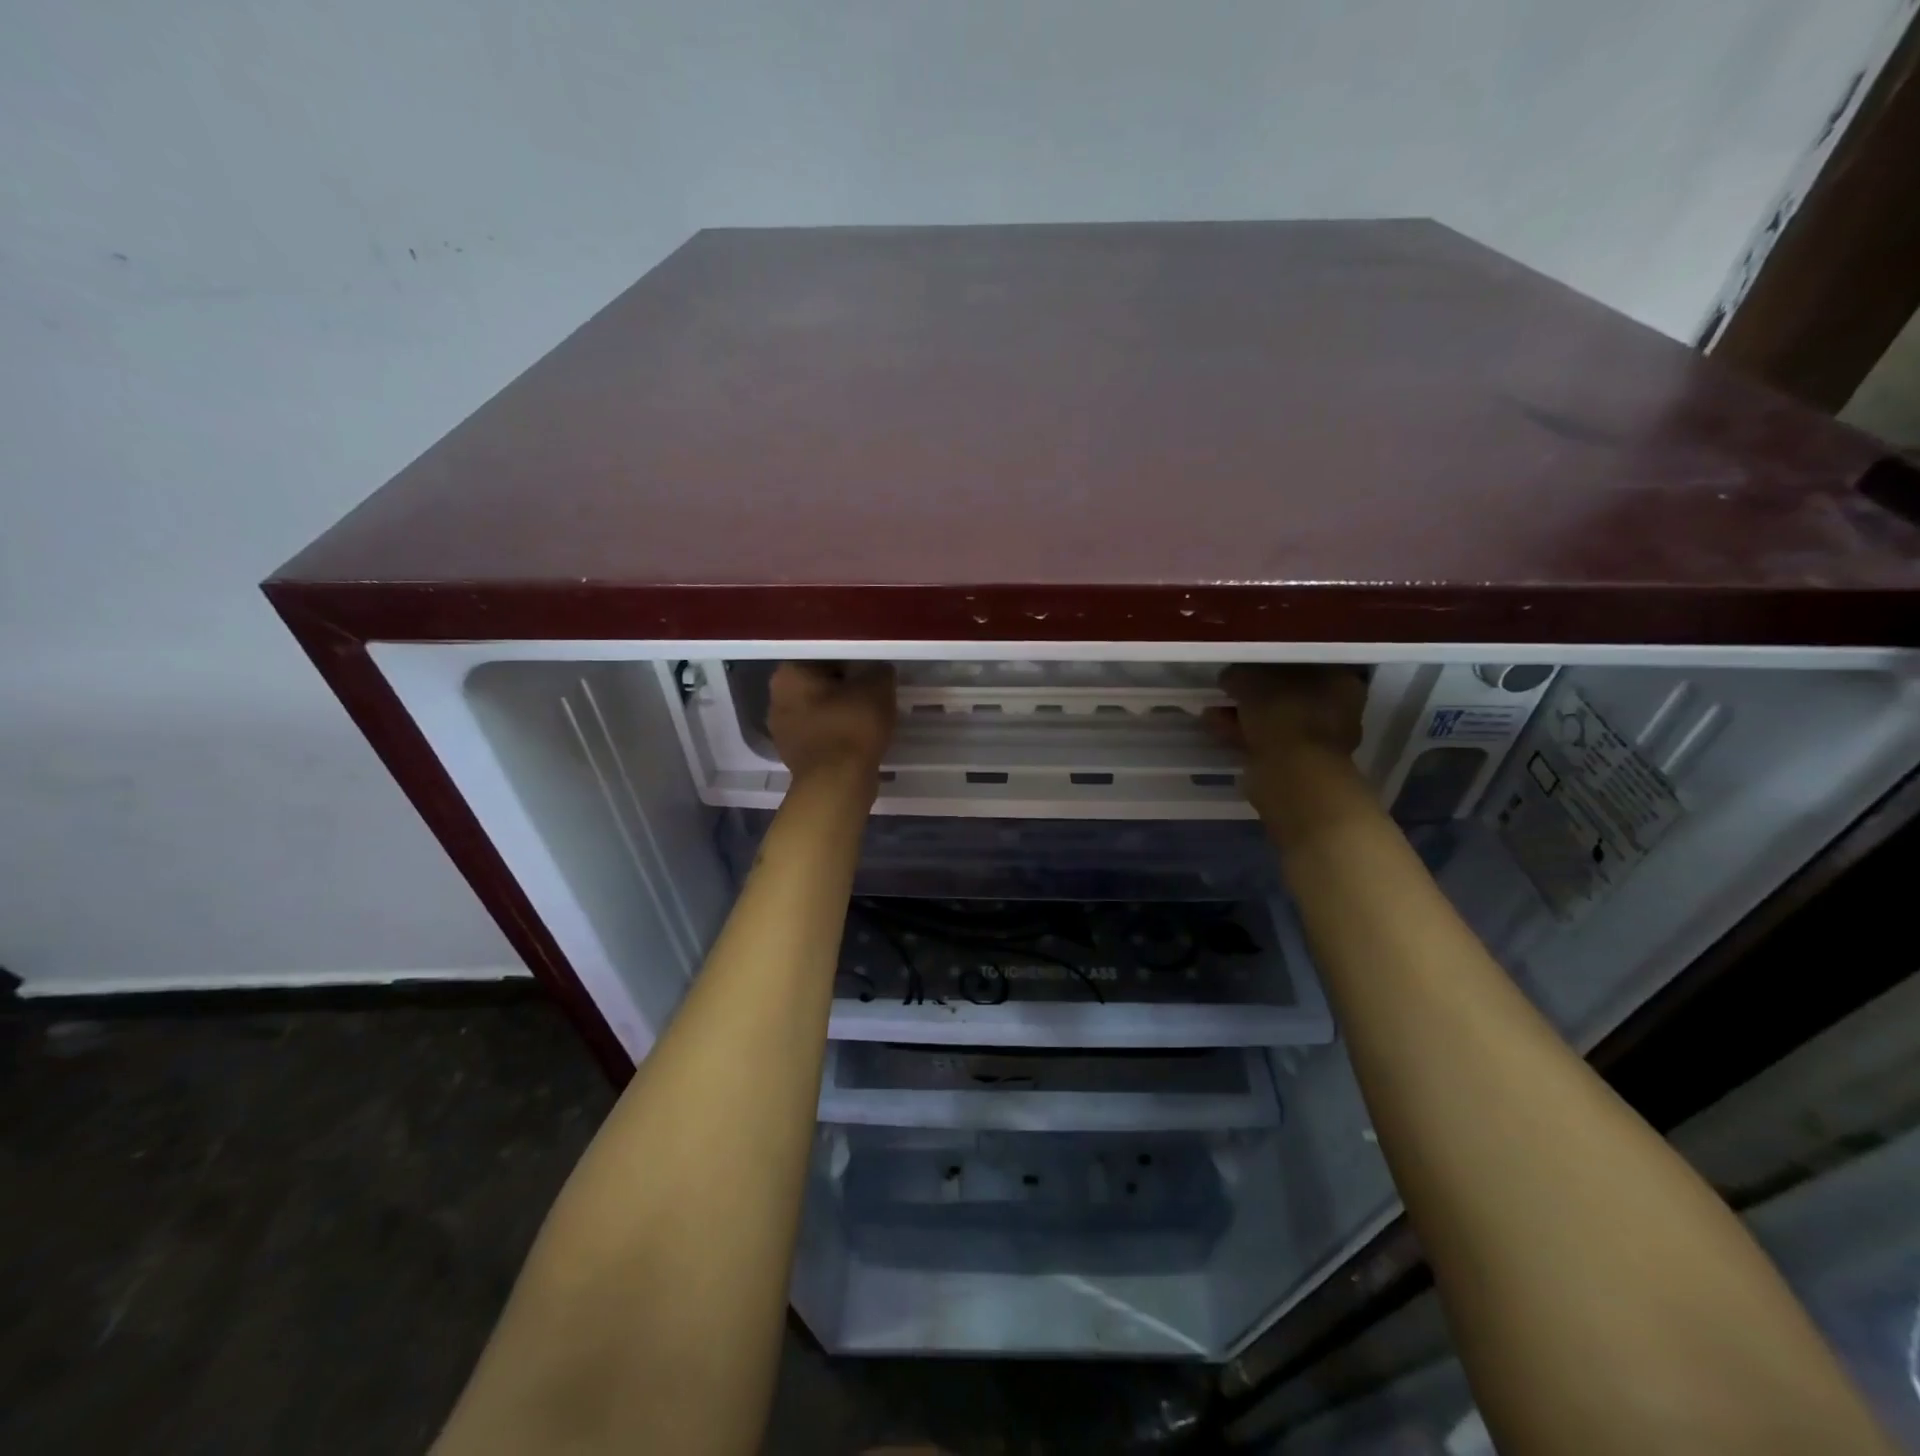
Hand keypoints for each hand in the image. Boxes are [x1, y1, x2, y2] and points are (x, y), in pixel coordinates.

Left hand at [766, 662, 895, 791]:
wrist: (837, 784)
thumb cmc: (851, 726)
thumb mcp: (877, 688)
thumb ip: (879, 671)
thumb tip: (879, 671)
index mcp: (788, 674)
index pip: (824, 656)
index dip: (852, 663)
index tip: (872, 674)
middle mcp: (776, 699)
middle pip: (818, 685)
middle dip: (844, 689)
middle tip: (873, 695)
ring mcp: (782, 731)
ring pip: (818, 711)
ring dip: (840, 712)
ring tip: (869, 718)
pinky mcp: (793, 756)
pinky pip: (820, 735)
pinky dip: (837, 735)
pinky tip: (858, 739)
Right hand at [1213, 665, 1366, 759]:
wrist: (1293, 774)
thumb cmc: (1283, 714)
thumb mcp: (1252, 681)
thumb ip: (1239, 674)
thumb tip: (1230, 677)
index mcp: (1340, 681)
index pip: (1301, 664)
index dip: (1269, 665)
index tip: (1243, 669)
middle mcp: (1338, 710)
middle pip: (1287, 694)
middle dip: (1253, 695)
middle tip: (1226, 692)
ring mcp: (1320, 741)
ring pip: (1274, 721)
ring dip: (1243, 716)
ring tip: (1211, 712)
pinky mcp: (1299, 764)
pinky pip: (1266, 742)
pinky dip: (1243, 735)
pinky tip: (1217, 729)